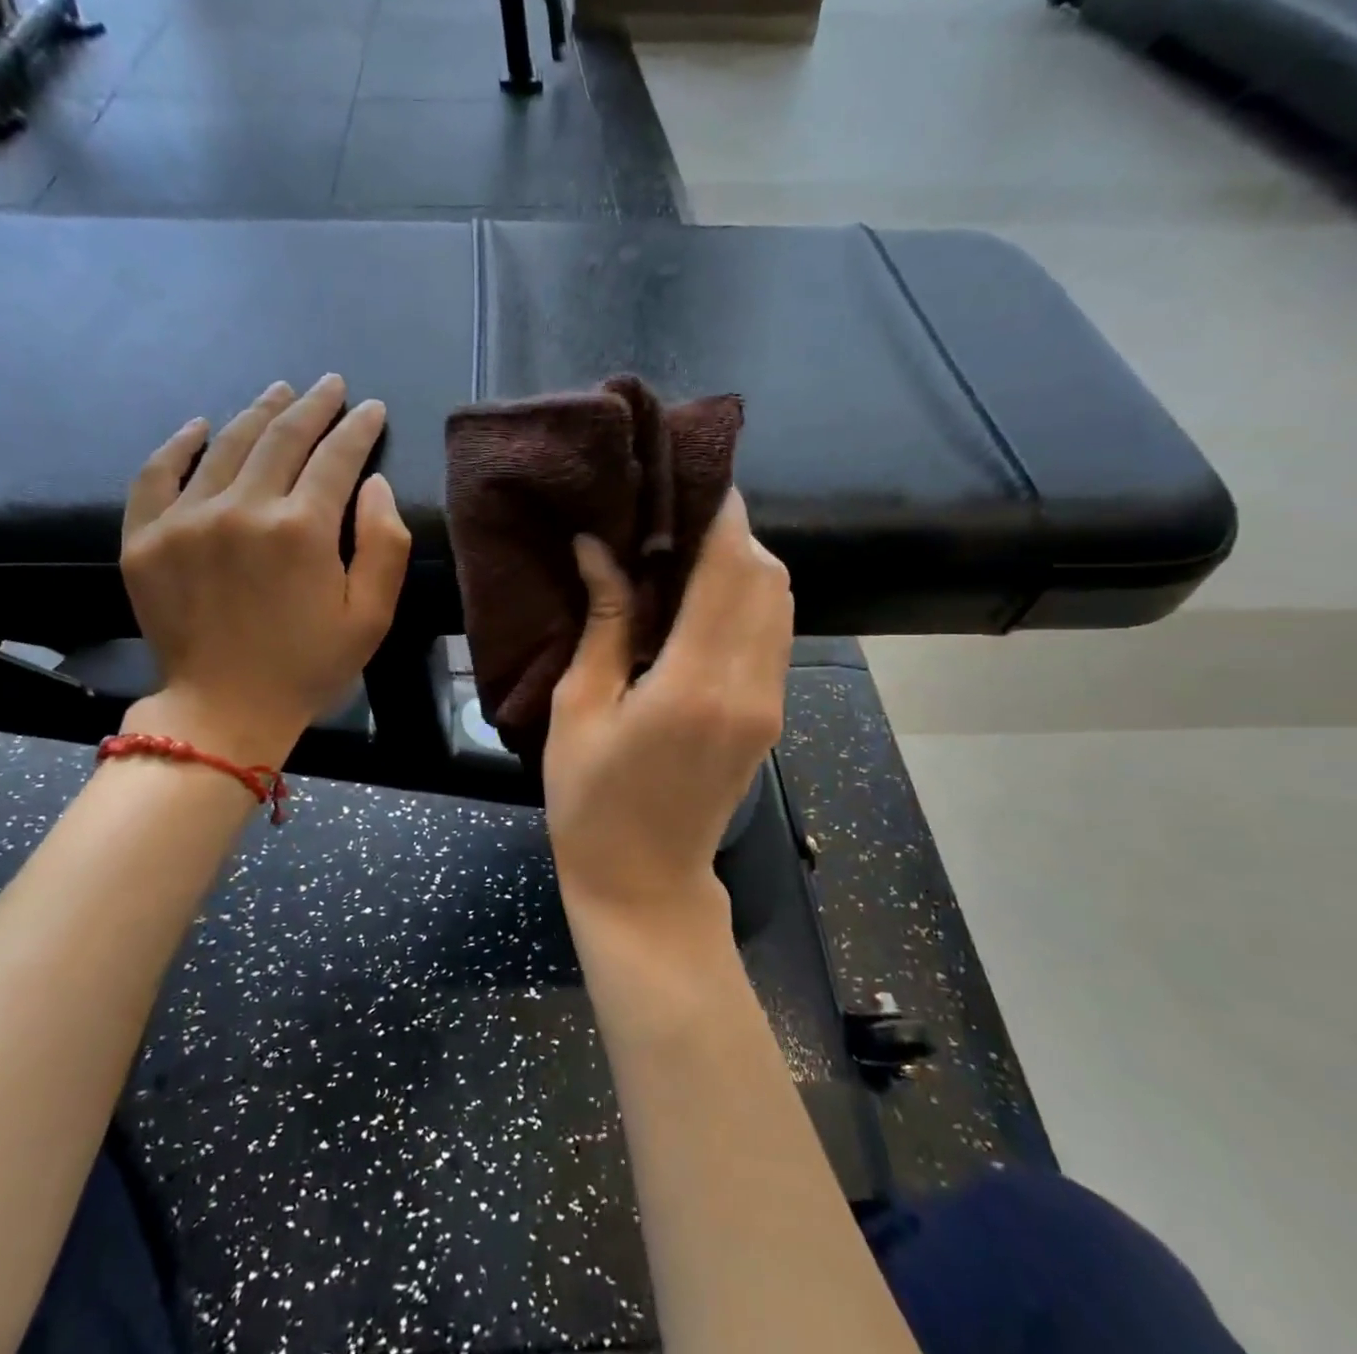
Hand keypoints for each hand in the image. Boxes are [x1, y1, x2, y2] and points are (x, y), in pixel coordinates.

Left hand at [118, 375, 410, 763]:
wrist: (224, 711)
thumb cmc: (309, 666)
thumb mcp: (373, 615)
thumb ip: (385, 544)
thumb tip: (373, 483)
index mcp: (302, 529)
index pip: (336, 456)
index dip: (358, 428)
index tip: (372, 408)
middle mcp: (242, 509)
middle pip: (282, 437)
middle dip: (313, 405)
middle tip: (330, 385)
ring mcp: (186, 519)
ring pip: (226, 444)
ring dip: (258, 412)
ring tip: (280, 392)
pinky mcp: (145, 538)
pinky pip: (157, 473)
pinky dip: (178, 444)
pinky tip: (199, 426)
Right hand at [543, 490, 792, 930]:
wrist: (646, 883)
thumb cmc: (591, 802)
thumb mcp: (579, 710)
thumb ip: (603, 625)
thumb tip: (599, 549)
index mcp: (694, 683)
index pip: (727, 569)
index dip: (717, 512)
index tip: (689, 473)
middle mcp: (749, 685)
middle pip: (764, 576)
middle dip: (730, 529)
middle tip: (674, 510)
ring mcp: (769, 701)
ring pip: (778, 601)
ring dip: (742, 561)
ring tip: (686, 545)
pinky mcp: (770, 714)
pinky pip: (773, 632)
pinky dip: (749, 596)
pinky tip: (704, 593)